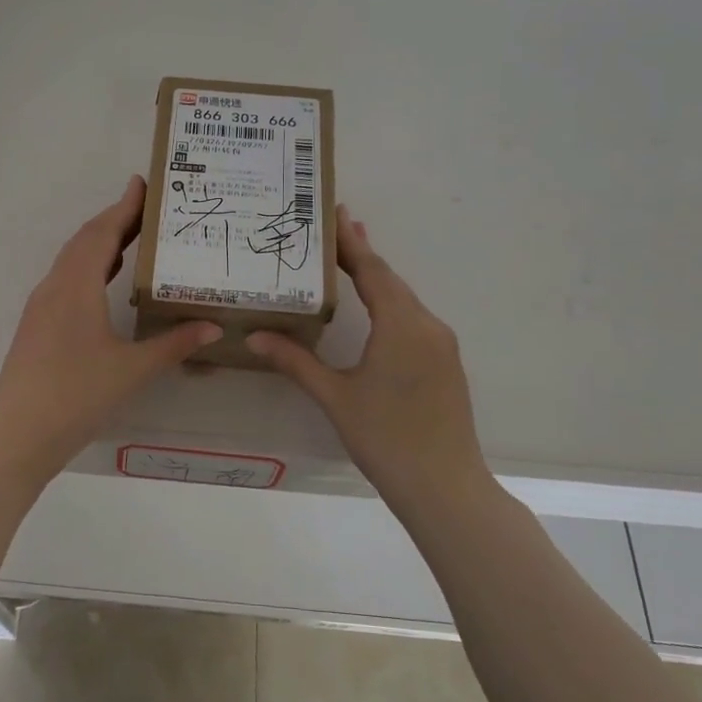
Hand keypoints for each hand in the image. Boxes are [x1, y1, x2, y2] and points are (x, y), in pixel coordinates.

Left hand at [0, 175, 222, 478]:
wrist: (18, 433)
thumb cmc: (77, 394)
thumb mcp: (133, 369)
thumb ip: (174, 344)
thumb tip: (214, 327)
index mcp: (77, 285)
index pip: (103, 232)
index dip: (124, 207)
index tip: (143, 183)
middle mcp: (55, 286)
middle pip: (85, 241)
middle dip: (115, 220)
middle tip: (148, 209)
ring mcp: (41, 306)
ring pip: (72, 261)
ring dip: (101, 244)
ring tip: (134, 238)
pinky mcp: (37, 325)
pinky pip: (66, 281)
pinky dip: (90, 269)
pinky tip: (107, 284)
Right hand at [248, 207, 488, 514]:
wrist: (446, 487)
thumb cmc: (386, 438)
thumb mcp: (335, 397)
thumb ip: (295, 362)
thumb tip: (255, 337)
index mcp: (401, 326)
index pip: (372, 272)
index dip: (351, 243)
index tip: (334, 214)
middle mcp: (427, 325)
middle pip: (391, 280)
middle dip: (363, 253)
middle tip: (336, 227)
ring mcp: (441, 345)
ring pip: (405, 299)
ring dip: (378, 278)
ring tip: (350, 259)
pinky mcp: (446, 363)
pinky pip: (414, 319)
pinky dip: (391, 302)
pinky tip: (376, 307)